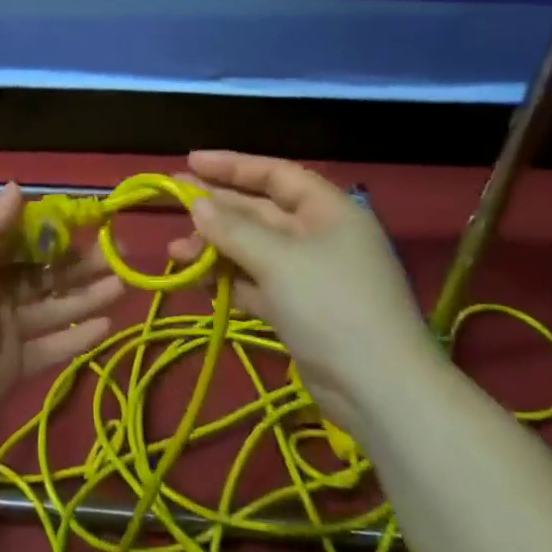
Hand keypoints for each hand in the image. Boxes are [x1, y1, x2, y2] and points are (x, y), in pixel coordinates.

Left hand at [0, 184, 124, 454]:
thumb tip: (18, 187)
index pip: (21, 239)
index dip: (54, 231)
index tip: (91, 222)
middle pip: (43, 273)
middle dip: (80, 263)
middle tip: (120, 255)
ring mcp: (2, 333)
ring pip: (54, 308)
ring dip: (88, 296)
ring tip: (126, 284)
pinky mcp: (11, 371)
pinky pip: (51, 349)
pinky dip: (78, 338)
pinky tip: (109, 324)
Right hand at [169, 150, 438, 427]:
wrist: (379, 390)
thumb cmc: (331, 305)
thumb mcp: (278, 259)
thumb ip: (233, 229)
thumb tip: (196, 204)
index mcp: (328, 211)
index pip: (275, 175)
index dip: (233, 165)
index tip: (191, 161)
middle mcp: (319, 237)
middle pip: (260, 211)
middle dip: (216, 208)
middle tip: (172, 200)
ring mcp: (309, 276)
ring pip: (253, 250)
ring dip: (215, 249)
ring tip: (175, 254)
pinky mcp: (299, 311)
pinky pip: (256, 283)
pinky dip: (229, 281)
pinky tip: (198, 282)